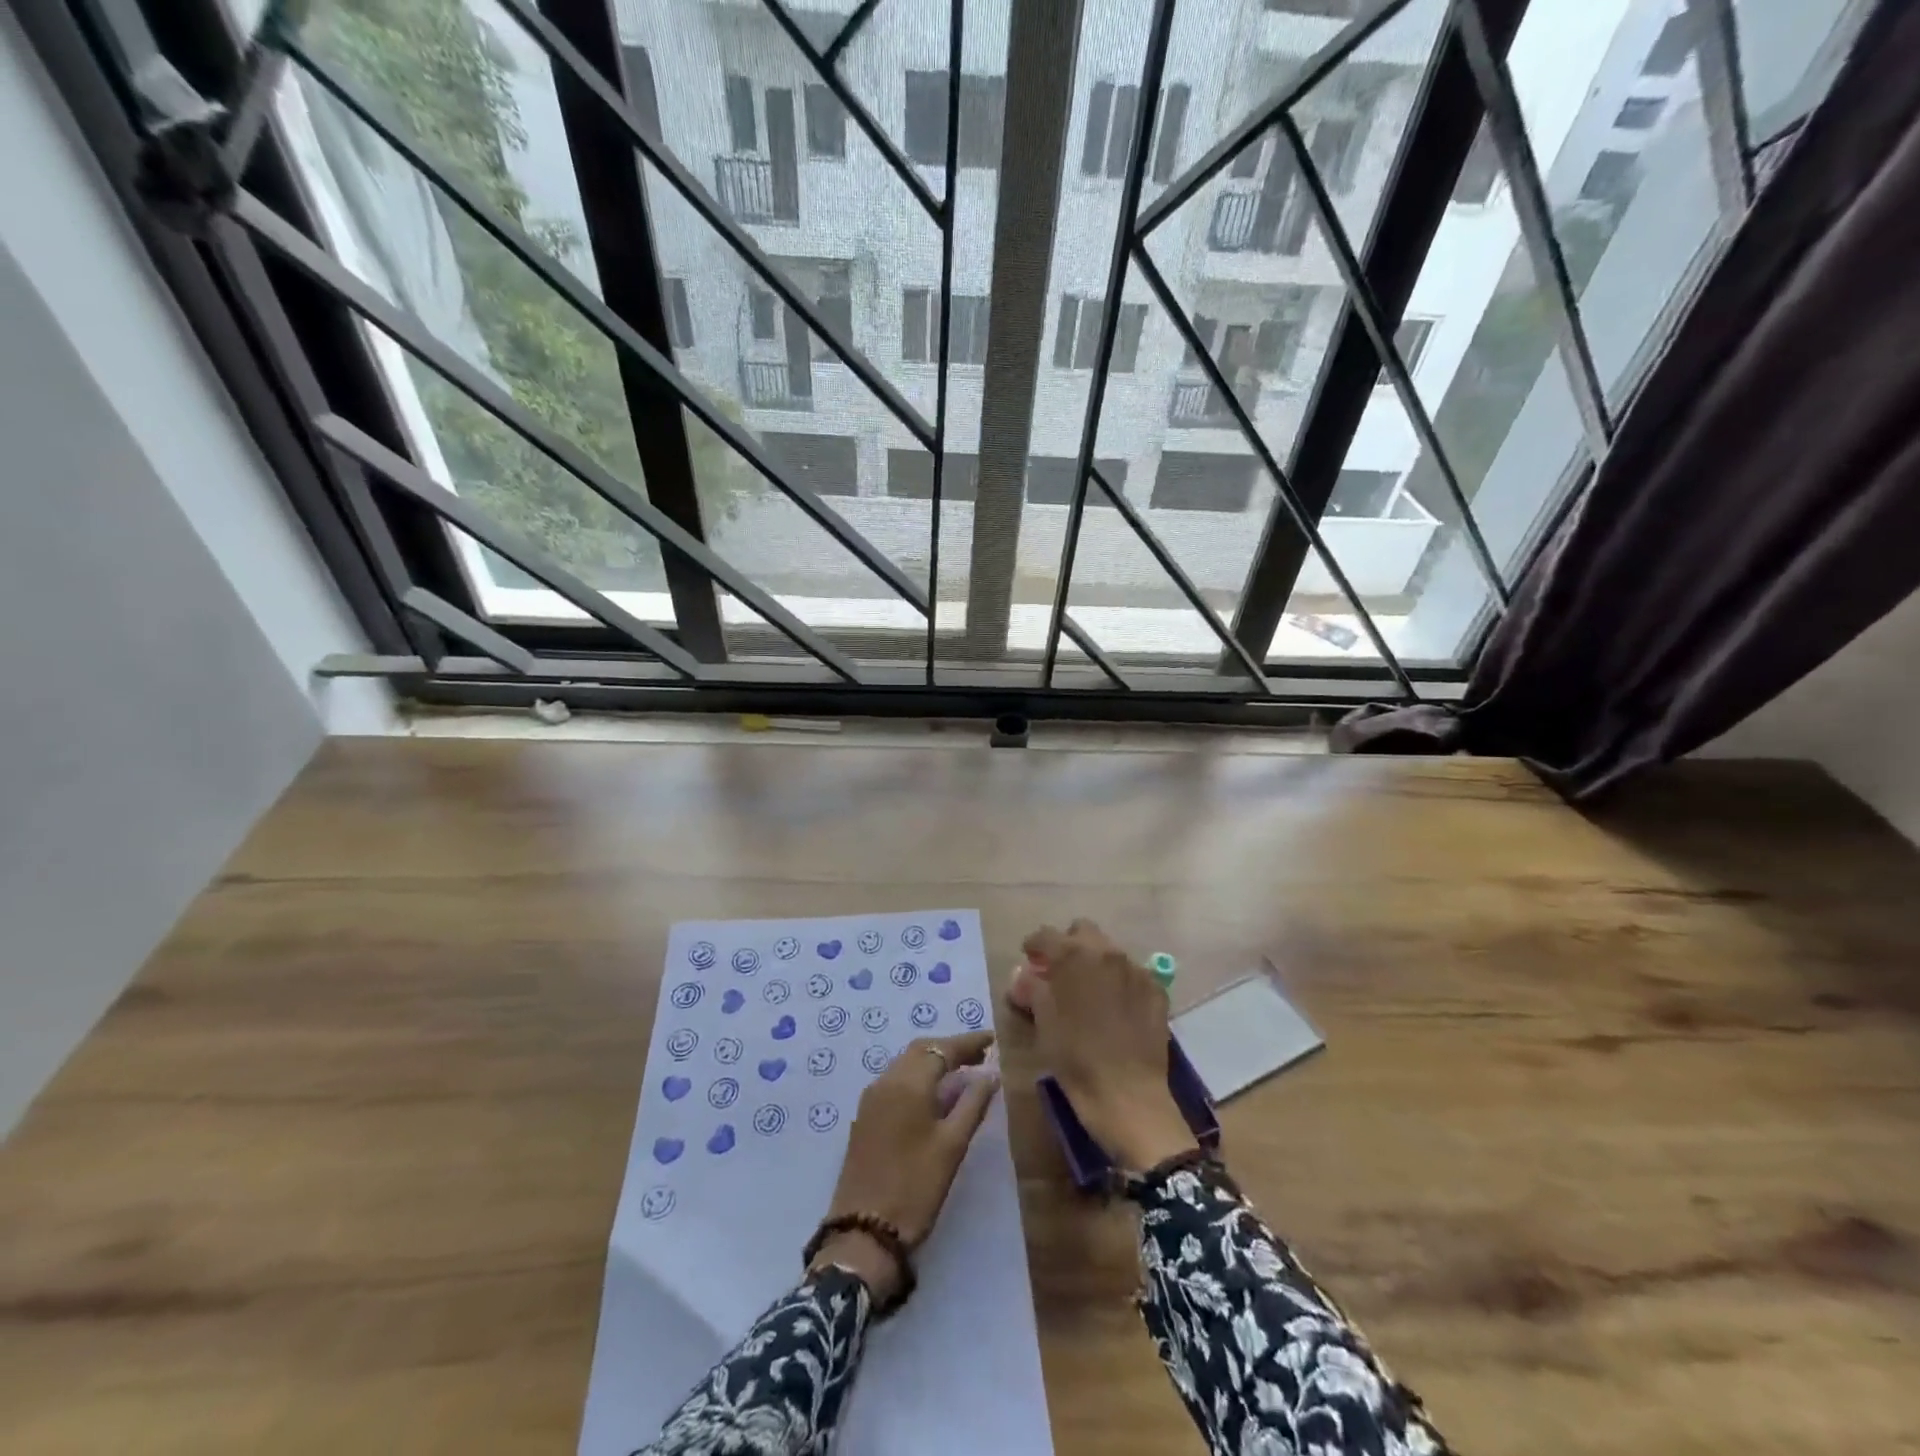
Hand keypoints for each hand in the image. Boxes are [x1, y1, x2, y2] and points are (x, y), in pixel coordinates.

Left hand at [812, 1032, 999, 1302]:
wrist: (864, 1232)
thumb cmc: (915, 1186)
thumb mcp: (952, 1145)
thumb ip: (973, 1104)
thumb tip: (990, 1073)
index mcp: (908, 1082)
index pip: (942, 1048)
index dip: (969, 1042)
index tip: (993, 1040)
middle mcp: (886, 1080)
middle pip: (921, 1050)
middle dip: (950, 1049)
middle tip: (980, 1056)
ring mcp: (871, 1098)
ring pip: (905, 1064)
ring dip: (932, 1062)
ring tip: (962, 1073)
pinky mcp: (865, 1117)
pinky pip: (895, 1081)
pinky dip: (917, 1077)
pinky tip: (934, 1095)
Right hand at [1025, 920, 1195, 1170]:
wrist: (1128, 1095)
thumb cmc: (1075, 1058)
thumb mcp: (1043, 1023)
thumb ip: (1032, 990)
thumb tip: (1024, 976)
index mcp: (1073, 956)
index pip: (1046, 936)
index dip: (1033, 946)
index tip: (1029, 959)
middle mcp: (1107, 953)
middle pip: (1083, 931)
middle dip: (1068, 945)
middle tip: (1059, 972)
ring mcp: (1136, 970)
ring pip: (1110, 951)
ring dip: (1095, 963)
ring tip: (1088, 992)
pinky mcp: (1156, 991)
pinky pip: (1133, 973)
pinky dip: (1119, 981)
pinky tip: (1115, 1008)